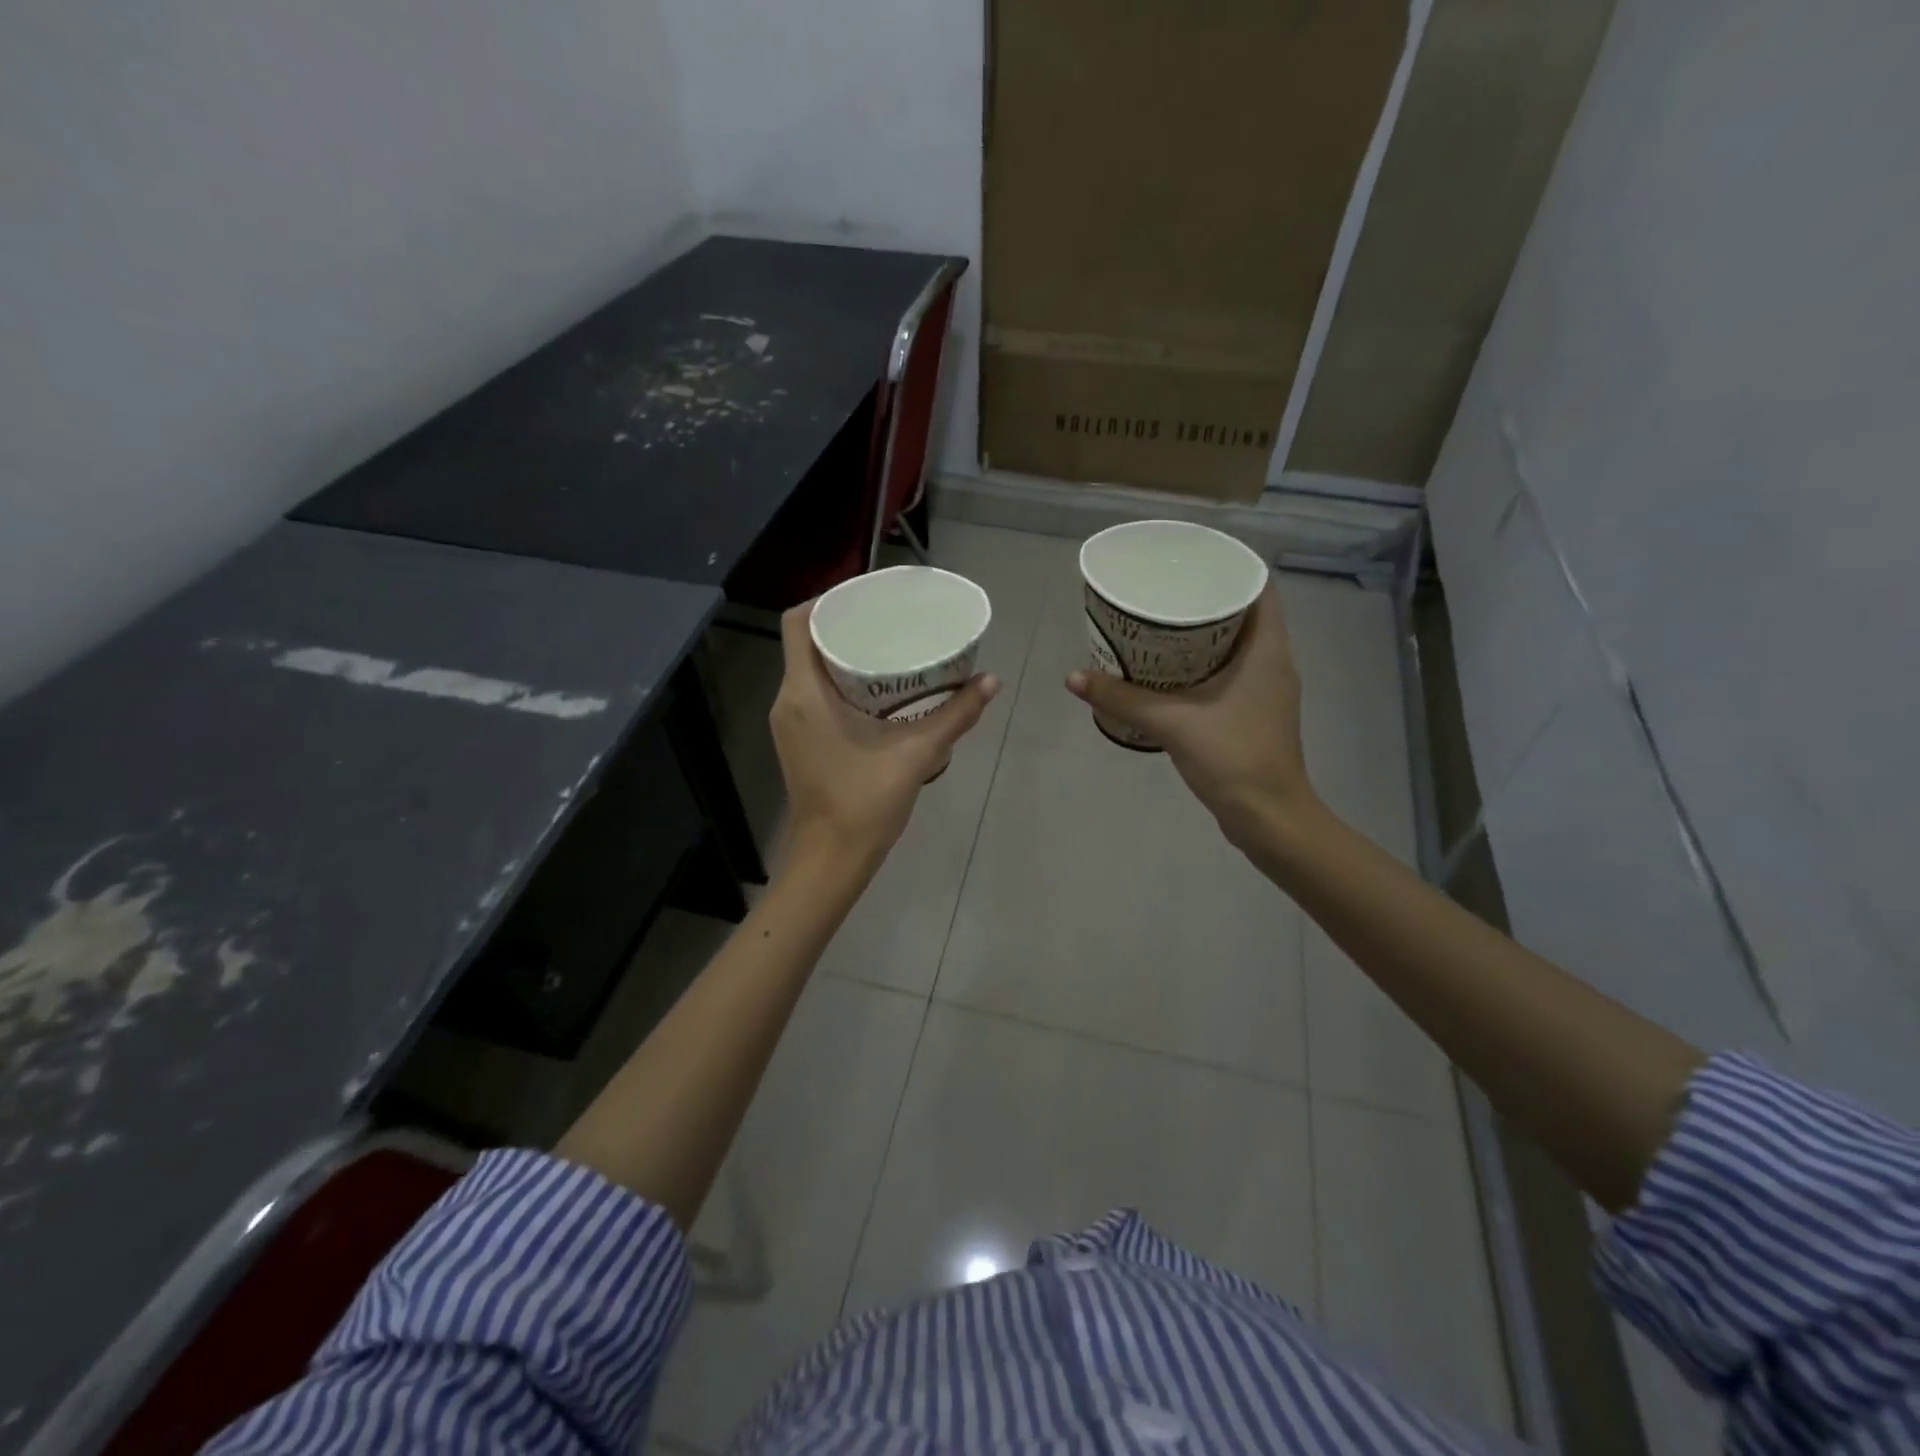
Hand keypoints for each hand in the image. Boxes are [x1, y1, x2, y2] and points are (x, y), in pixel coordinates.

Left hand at [771, 600, 999, 877]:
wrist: (832, 859)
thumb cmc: (865, 804)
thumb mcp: (917, 754)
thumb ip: (956, 716)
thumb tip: (991, 681)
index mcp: (804, 693)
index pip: (800, 622)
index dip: (829, 598)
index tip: (868, 595)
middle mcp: (788, 700)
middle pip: (807, 640)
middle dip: (845, 622)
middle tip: (890, 616)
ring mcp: (790, 722)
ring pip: (809, 666)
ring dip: (843, 651)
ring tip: (888, 641)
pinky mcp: (799, 739)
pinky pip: (813, 690)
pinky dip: (840, 678)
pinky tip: (878, 685)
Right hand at [1067, 582, 1314, 844]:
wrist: (1268, 817)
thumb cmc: (1233, 757)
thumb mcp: (1171, 722)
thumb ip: (1121, 698)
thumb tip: (1073, 677)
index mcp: (1268, 649)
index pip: (1258, 587)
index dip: (1227, 568)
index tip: (1188, 562)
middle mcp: (1274, 662)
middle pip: (1244, 612)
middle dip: (1204, 599)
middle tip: (1161, 591)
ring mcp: (1267, 689)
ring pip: (1237, 644)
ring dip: (1203, 633)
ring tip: (1159, 624)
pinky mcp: (1255, 712)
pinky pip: (1231, 670)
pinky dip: (1204, 662)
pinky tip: (1170, 671)